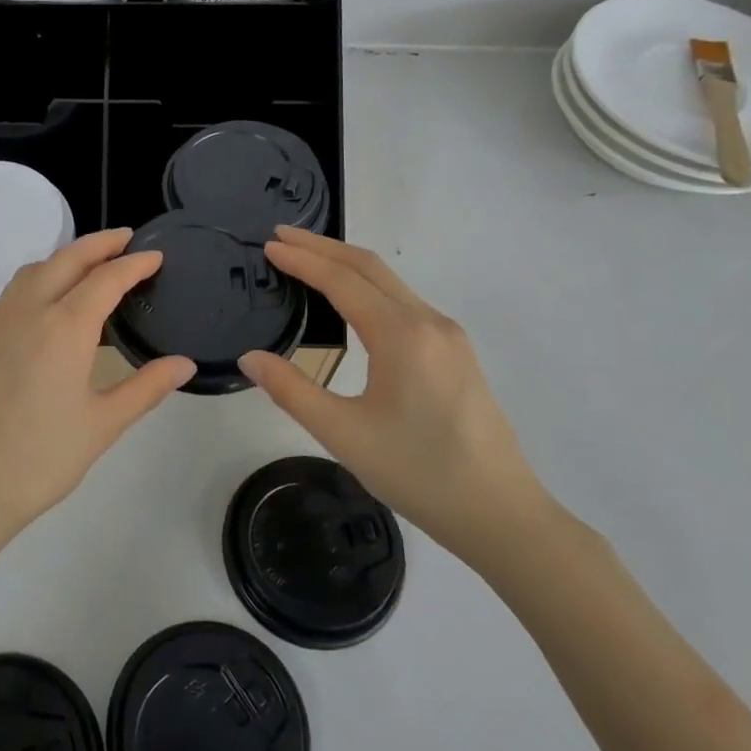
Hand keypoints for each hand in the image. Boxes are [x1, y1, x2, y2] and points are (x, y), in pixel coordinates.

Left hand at [0, 228, 194, 565]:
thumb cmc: (39, 460)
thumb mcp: (102, 425)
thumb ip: (146, 388)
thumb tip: (184, 364)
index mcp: (64, 327)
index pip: (106, 278)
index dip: (135, 263)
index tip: (156, 255)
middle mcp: (27, 311)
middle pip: (66, 259)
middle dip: (99, 244)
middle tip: (126, 239)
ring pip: (33, 271)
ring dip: (64, 258)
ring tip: (88, 266)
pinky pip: (10, 294)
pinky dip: (36, 281)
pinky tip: (44, 305)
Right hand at [239, 227, 548, 565]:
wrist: (501, 514)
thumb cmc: (418, 473)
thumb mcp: (344, 435)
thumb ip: (292, 390)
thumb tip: (250, 357)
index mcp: (401, 335)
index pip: (342, 280)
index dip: (302, 259)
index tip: (269, 245)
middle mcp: (429, 322)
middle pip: (370, 267)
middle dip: (324, 246)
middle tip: (282, 236)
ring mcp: (449, 335)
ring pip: (391, 282)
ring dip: (347, 264)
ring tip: (308, 260)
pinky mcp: (457, 352)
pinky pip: (405, 302)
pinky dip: (369, 286)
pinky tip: (352, 300)